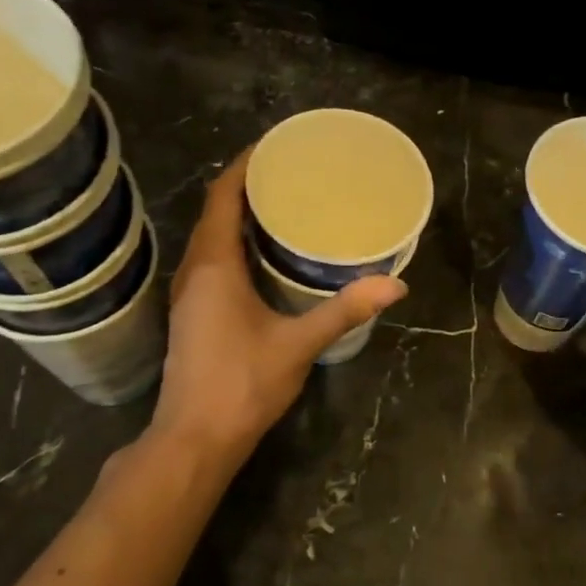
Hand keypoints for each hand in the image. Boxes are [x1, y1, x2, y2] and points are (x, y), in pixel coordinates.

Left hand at [150, 152, 406, 466]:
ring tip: (283, 205)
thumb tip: (396, 284)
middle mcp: (194, 271)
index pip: (222, 197)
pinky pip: (212, 261)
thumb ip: (345, 310)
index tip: (275, 146)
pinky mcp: (193, 314)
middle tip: (291, 173)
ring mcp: (189, 294)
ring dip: (239, 216)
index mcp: (214, 266)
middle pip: (214, 212)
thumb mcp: (299, 344)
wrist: (195, 439)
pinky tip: (265, 256)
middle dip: (247, 187)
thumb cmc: (242, 385)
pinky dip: (234, 244)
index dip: (245, 166)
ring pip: (211, 239)